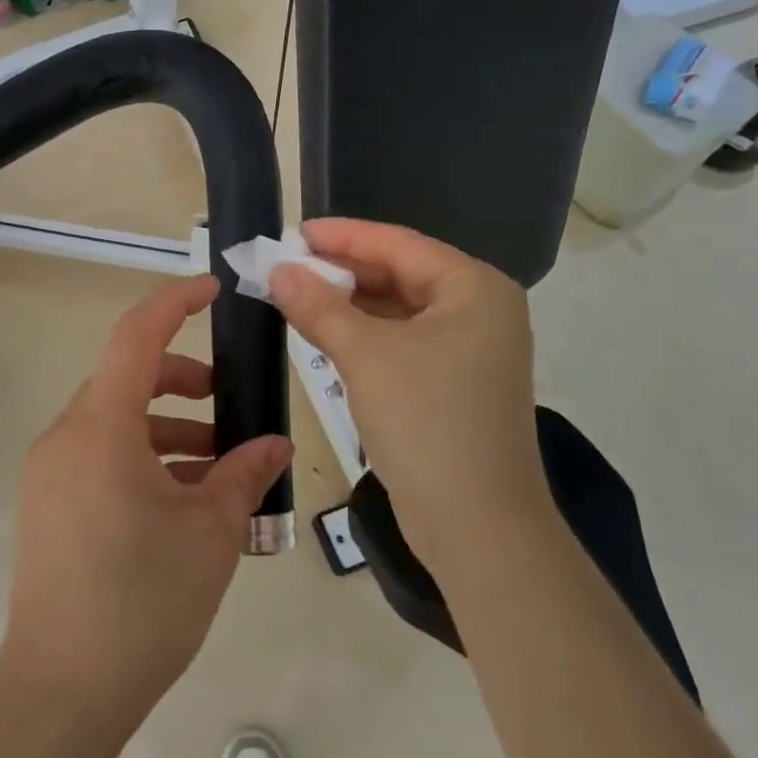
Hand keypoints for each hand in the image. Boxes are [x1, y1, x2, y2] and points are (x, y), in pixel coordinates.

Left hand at [0, 276, 291, 727]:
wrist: (61, 694)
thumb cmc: (142, 602)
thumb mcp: (210, 534)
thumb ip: (245, 475)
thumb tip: (275, 446)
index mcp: (101, 429)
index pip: (136, 336)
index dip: (175, 302)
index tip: (215, 290)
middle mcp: (66, 437)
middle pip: (126, 379)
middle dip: (183, 382)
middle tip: (230, 404)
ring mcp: (50, 471)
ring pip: (114, 420)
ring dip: (167, 428)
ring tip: (219, 467)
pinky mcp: (46, 503)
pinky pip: (99, 455)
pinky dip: (141, 457)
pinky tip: (181, 500)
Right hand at [268, 219, 551, 577]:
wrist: (476, 525)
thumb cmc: (426, 422)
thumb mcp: (365, 355)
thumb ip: (318, 306)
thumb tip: (277, 270)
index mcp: (474, 288)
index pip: (398, 245)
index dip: (343, 236)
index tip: (295, 231)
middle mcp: (479, 310)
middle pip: (399, 274)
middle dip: (342, 270)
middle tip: (287, 264)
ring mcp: (469, 350)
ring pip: (397, 310)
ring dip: (348, 303)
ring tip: (295, 293)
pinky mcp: (453, 384)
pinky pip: (401, 342)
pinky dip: (363, 335)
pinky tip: (324, 332)